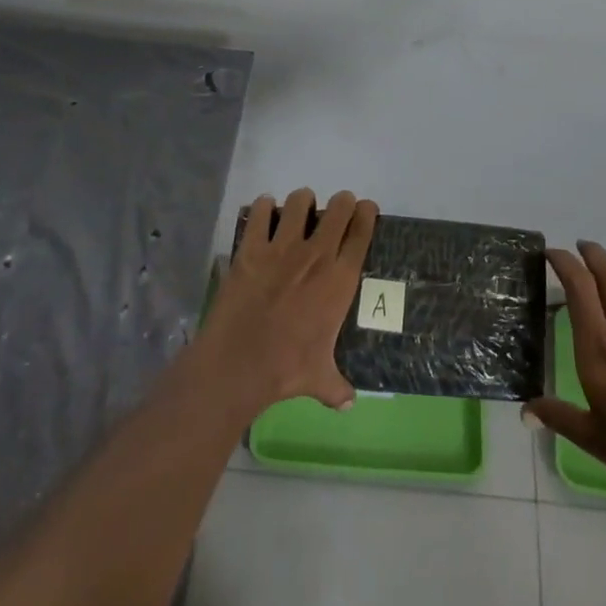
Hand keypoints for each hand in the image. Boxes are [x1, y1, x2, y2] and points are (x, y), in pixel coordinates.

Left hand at [199, 187, 377, 416]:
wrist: (239, 364)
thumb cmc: (286, 369)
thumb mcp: (319, 379)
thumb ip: (337, 387)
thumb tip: (349, 404)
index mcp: (339, 280)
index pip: (361, 233)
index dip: (366, 214)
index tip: (366, 208)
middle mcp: (316, 255)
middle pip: (338, 209)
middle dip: (340, 203)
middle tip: (337, 208)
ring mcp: (282, 247)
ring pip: (300, 202)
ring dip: (303, 202)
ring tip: (300, 209)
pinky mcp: (251, 248)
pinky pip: (260, 212)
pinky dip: (264, 207)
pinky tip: (265, 212)